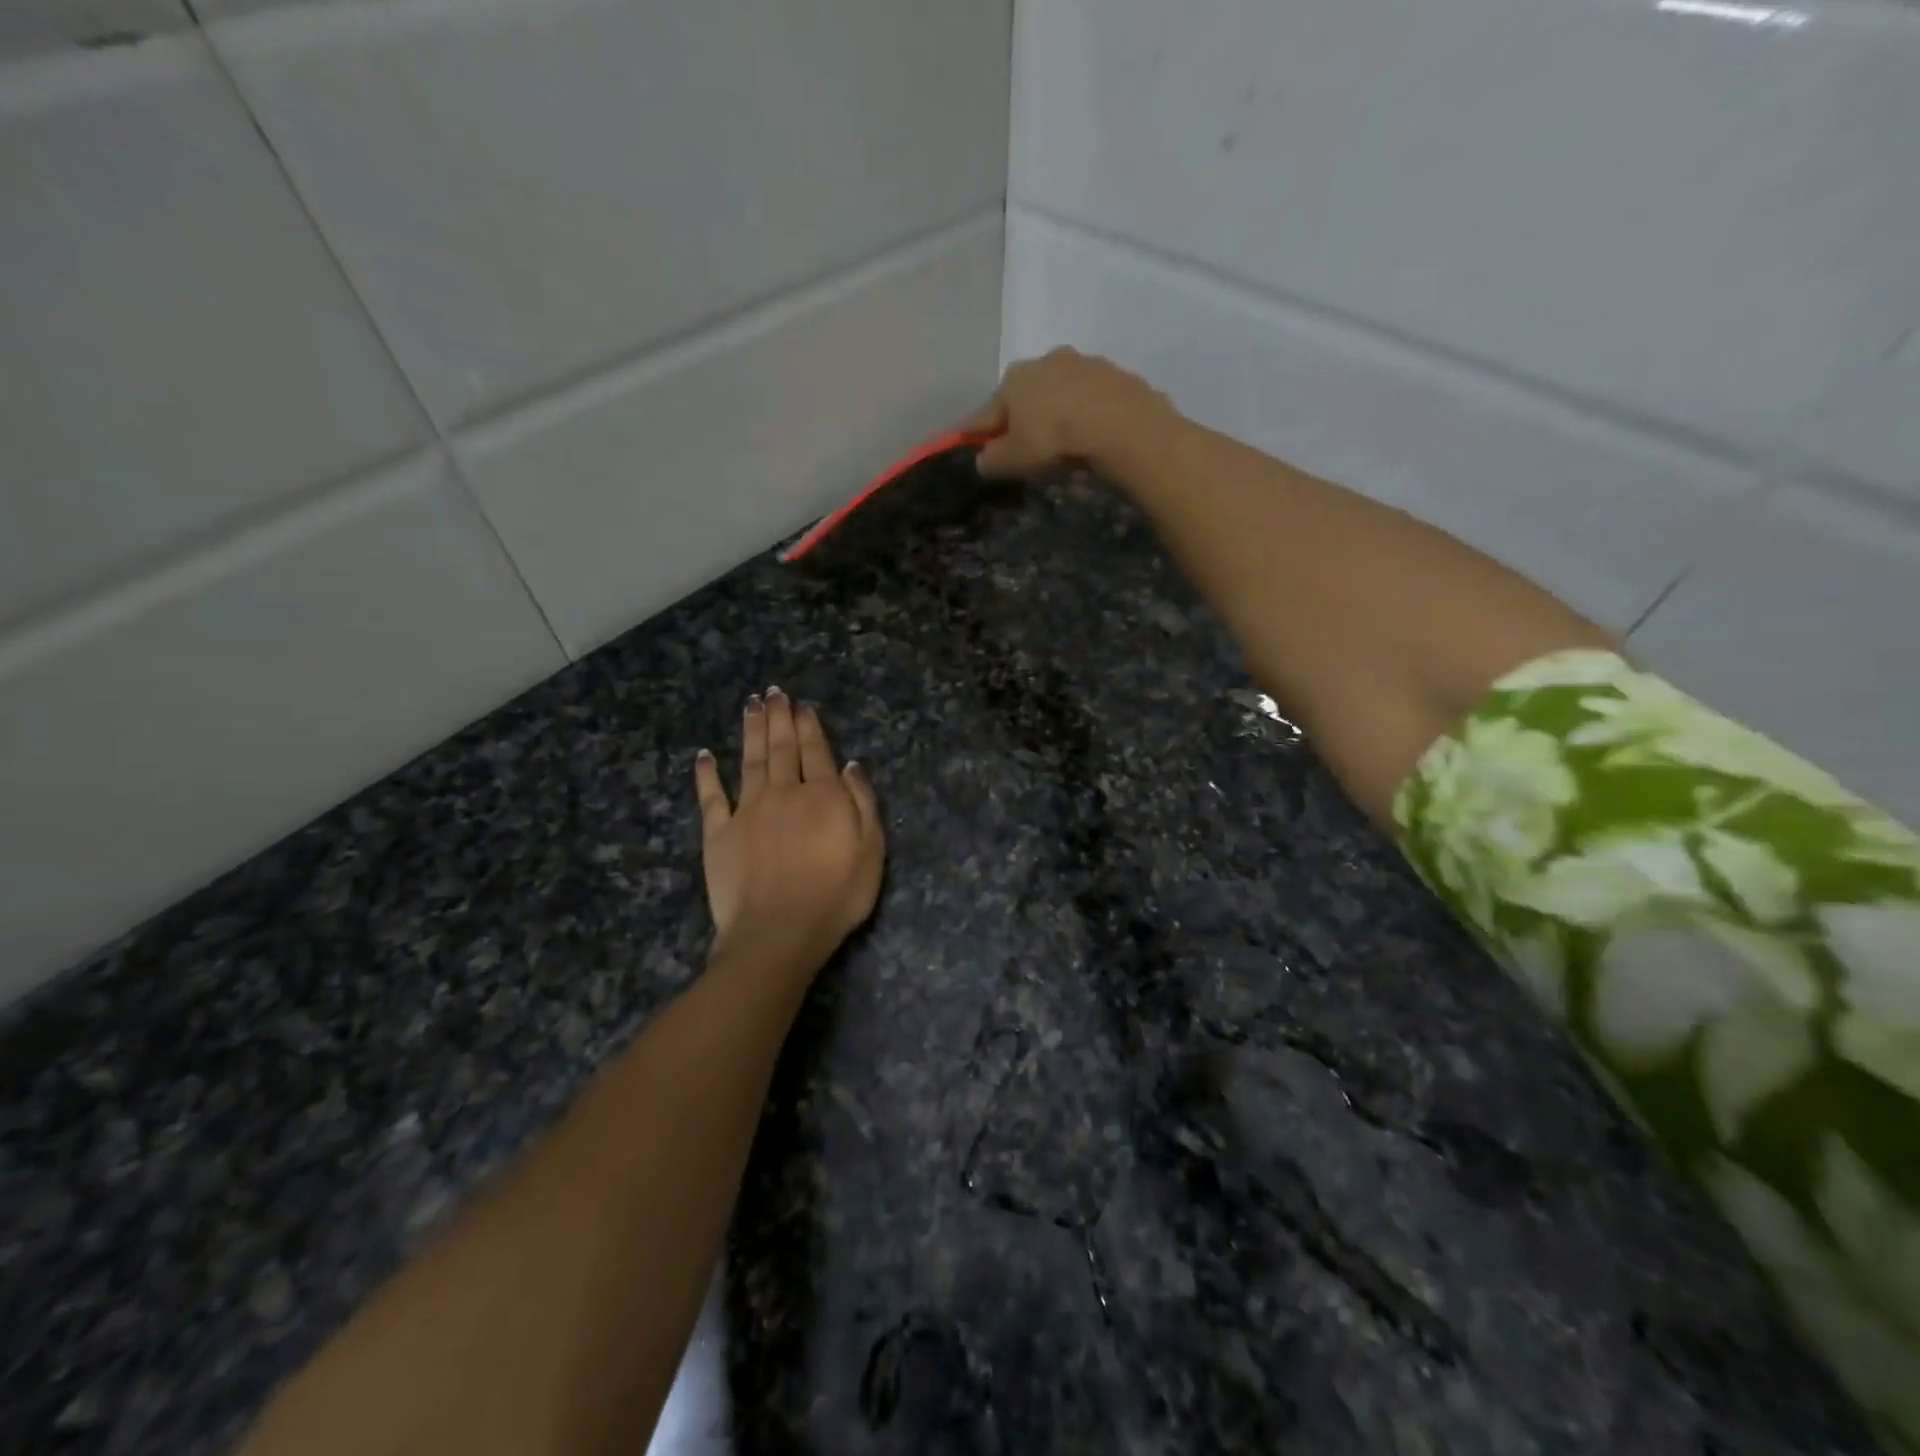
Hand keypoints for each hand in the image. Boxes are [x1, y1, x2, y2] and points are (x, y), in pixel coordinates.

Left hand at [694, 691, 884, 974]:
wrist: (779, 933)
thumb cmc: (836, 896)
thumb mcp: (871, 851)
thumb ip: (863, 803)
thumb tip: (851, 765)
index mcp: (822, 796)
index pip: (816, 751)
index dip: (809, 725)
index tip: (802, 705)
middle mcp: (783, 793)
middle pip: (781, 747)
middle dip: (779, 717)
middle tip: (774, 692)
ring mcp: (747, 811)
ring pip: (749, 760)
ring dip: (750, 731)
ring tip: (751, 705)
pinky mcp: (719, 833)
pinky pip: (712, 797)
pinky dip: (707, 774)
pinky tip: (705, 755)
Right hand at [969, 347, 1178, 480]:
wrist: (1120, 424)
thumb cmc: (1053, 440)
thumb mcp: (1012, 460)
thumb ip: (991, 460)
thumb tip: (985, 458)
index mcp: (1013, 380)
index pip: (986, 411)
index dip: (977, 431)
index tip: (972, 443)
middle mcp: (1044, 361)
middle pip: (1024, 395)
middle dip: (1021, 417)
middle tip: (1025, 445)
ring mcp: (1082, 363)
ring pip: (1059, 391)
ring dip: (1056, 410)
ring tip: (1063, 438)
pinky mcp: (1115, 373)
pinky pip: (1091, 397)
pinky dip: (1087, 411)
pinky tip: (1091, 431)